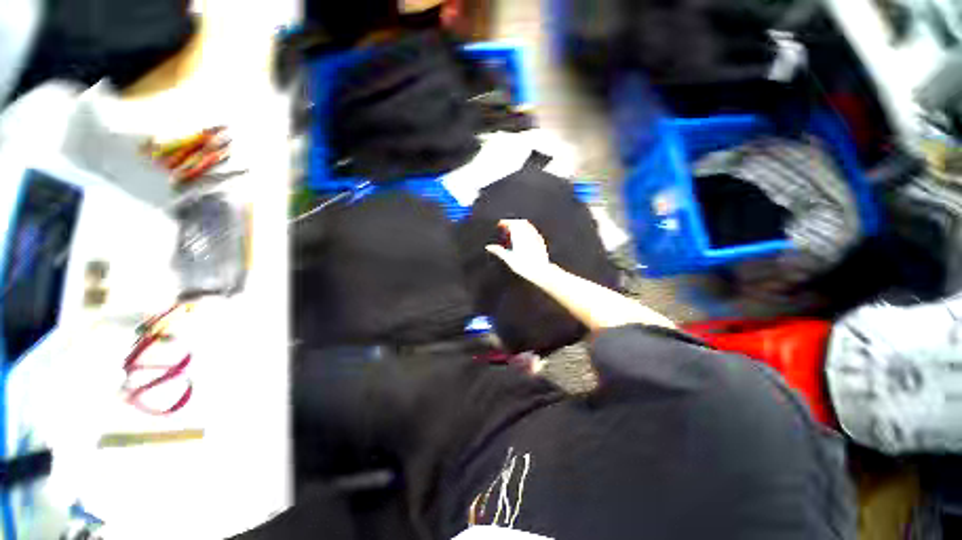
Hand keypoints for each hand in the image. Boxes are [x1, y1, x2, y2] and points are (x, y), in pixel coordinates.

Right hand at [485, 219, 551, 280]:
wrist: (541, 271)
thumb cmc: (525, 266)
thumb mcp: (508, 259)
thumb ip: (498, 251)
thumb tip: (489, 247)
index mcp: (519, 235)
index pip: (511, 222)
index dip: (504, 222)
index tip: (499, 224)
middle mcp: (528, 233)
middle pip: (519, 222)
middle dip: (512, 222)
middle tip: (505, 227)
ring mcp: (535, 236)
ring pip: (526, 225)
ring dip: (519, 225)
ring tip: (514, 231)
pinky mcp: (540, 240)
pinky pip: (532, 230)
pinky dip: (527, 230)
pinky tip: (524, 237)